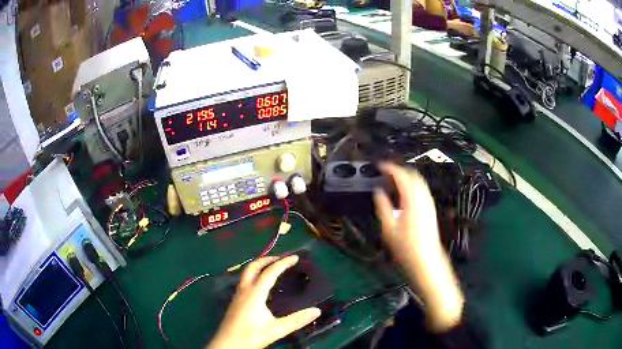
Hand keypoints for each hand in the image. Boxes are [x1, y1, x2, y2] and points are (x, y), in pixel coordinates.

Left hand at [207, 255, 320, 348]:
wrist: (226, 345)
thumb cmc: (250, 336)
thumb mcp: (275, 330)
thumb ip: (296, 320)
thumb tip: (317, 310)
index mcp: (254, 294)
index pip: (269, 272)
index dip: (283, 263)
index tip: (295, 257)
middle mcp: (244, 291)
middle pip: (252, 267)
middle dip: (267, 259)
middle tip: (281, 258)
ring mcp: (237, 296)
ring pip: (246, 273)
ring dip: (259, 266)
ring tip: (272, 268)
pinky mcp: (235, 302)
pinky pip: (244, 282)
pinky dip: (254, 276)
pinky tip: (260, 286)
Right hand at [373, 163, 442, 262]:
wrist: (426, 258)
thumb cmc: (406, 246)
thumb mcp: (388, 228)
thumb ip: (382, 206)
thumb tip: (378, 192)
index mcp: (412, 199)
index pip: (402, 175)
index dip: (390, 167)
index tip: (380, 166)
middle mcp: (423, 198)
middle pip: (413, 174)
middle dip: (399, 170)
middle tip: (386, 173)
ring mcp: (429, 202)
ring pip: (419, 181)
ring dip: (406, 177)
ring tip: (393, 181)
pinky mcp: (431, 208)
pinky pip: (422, 189)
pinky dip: (412, 185)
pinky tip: (404, 194)